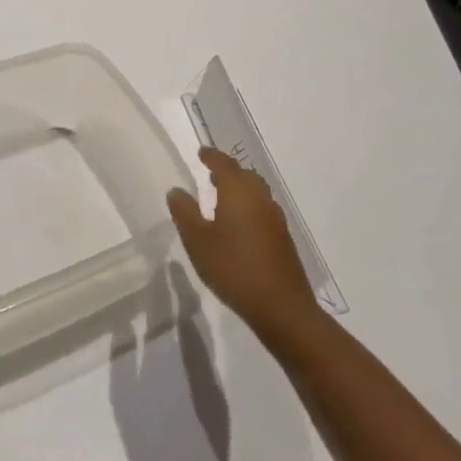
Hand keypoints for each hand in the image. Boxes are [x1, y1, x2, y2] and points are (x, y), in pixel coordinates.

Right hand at [167, 147, 316, 344]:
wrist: (281, 307)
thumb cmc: (233, 268)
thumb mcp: (198, 241)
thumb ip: (185, 213)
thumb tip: (177, 191)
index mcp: (238, 192)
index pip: (224, 164)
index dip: (211, 156)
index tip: (201, 152)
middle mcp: (260, 199)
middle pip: (244, 175)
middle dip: (228, 172)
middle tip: (210, 174)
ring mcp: (275, 219)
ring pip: (256, 193)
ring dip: (240, 189)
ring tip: (222, 198)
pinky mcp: (283, 239)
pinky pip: (263, 211)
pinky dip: (249, 207)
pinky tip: (239, 225)